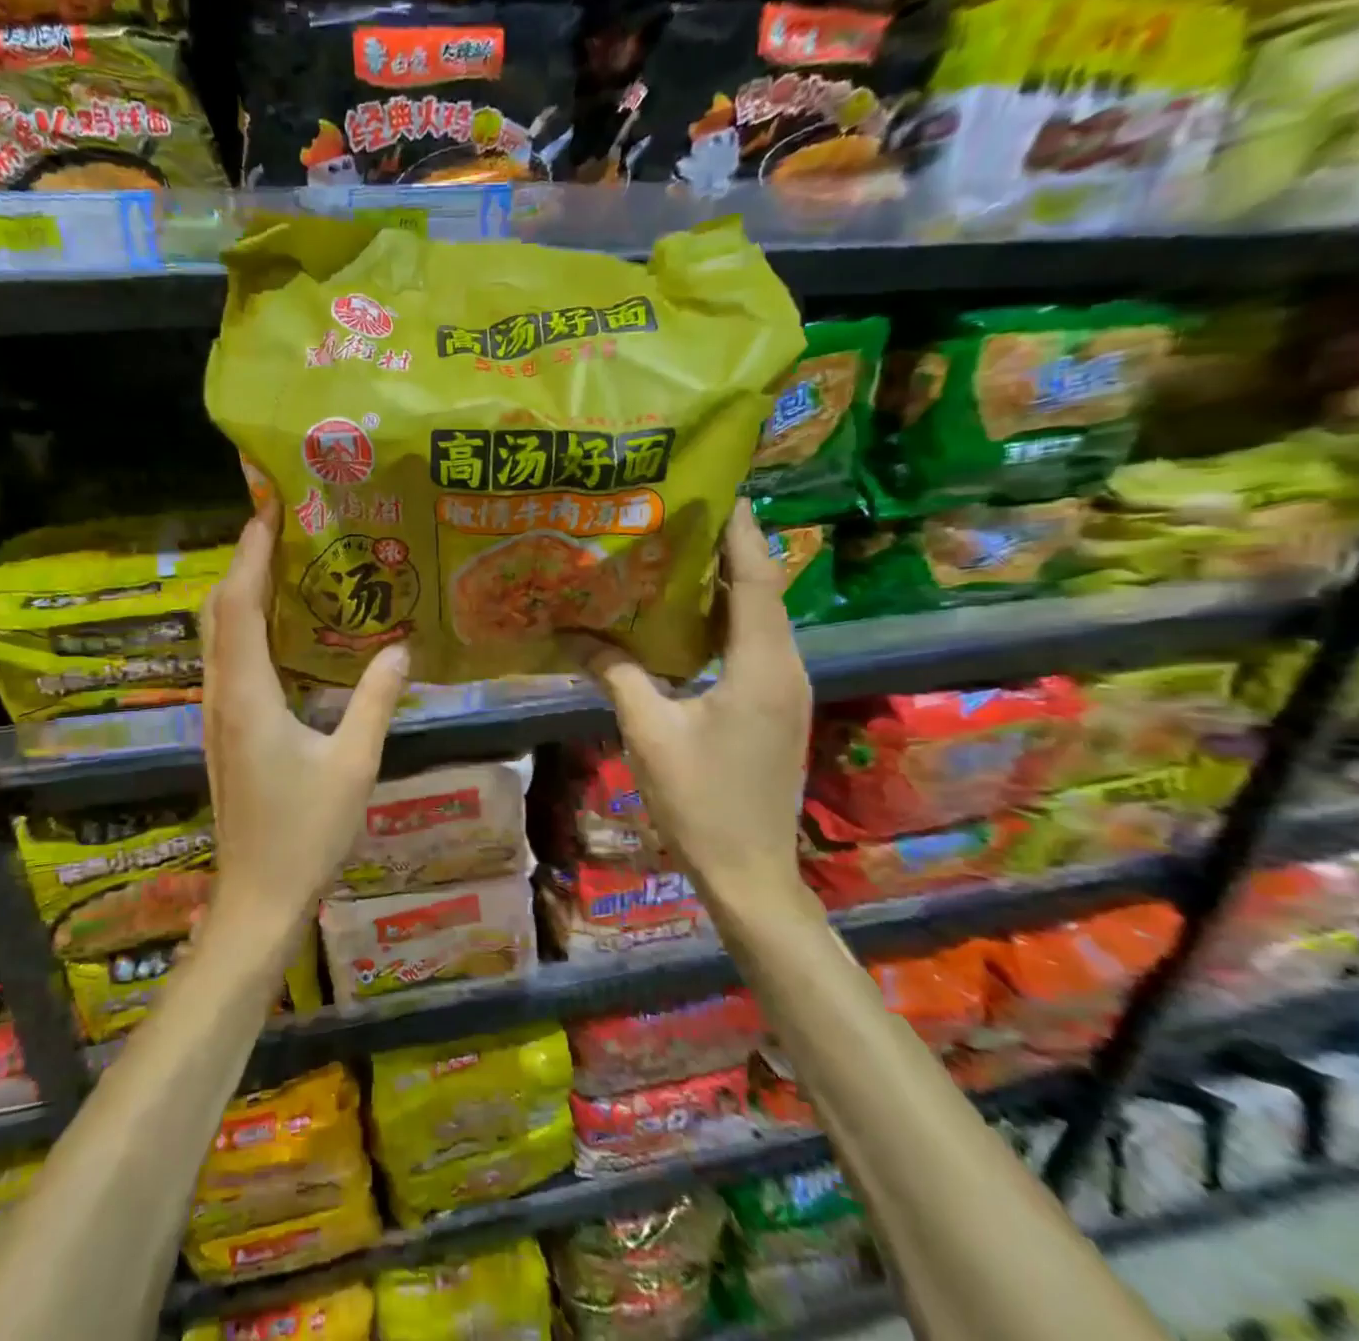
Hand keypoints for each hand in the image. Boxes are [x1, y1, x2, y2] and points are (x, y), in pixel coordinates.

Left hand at [199, 503, 409, 941]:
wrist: (258, 895)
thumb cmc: (305, 832)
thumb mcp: (355, 764)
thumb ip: (375, 700)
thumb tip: (401, 647)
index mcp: (248, 694)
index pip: (241, 604)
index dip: (252, 552)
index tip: (269, 506)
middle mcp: (221, 693)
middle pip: (219, 609)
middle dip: (245, 560)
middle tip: (283, 524)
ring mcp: (216, 711)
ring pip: (217, 633)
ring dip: (242, 590)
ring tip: (283, 560)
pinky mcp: (223, 727)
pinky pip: (226, 657)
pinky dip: (245, 624)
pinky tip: (280, 625)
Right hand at [566, 502, 812, 911]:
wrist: (751, 872)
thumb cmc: (701, 801)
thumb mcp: (649, 732)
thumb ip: (614, 674)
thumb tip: (571, 635)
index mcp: (762, 665)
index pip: (757, 578)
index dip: (740, 529)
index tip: (717, 486)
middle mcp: (786, 667)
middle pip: (762, 591)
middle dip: (728, 548)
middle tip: (679, 514)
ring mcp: (787, 689)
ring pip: (760, 619)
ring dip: (725, 585)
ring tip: (677, 553)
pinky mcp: (777, 708)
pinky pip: (754, 646)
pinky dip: (725, 620)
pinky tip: (685, 619)